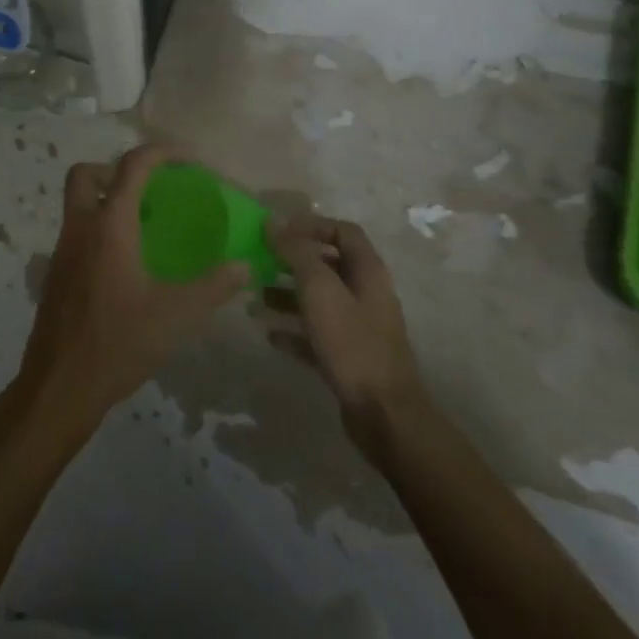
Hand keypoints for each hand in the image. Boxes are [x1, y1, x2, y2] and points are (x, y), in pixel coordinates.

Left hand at [16, 145, 247, 435]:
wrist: (59, 386)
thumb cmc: (118, 343)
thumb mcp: (175, 315)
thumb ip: (213, 286)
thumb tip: (245, 266)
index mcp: (110, 226)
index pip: (132, 166)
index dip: (161, 152)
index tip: (188, 160)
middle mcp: (80, 228)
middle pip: (86, 174)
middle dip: (115, 169)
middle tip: (149, 189)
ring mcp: (62, 251)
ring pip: (77, 203)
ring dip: (106, 199)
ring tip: (145, 225)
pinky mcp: (56, 275)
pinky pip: (76, 232)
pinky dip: (99, 230)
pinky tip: (126, 264)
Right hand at [265, 217, 431, 454]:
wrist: (382, 414)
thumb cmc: (351, 343)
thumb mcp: (319, 290)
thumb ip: (296, 253)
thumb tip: (273, 224)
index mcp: (368, 271)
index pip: (343, 231)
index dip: (311, 225)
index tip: (278, 232)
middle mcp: (366, 293)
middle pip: (328, 264)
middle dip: (293, 260)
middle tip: (260, 261)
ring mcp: (358, 326)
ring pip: (319, 299)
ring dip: (288, 294)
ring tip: (256, 297)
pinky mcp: (348, 356)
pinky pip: (316, 333)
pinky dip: (293, 330)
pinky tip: (269, 334)